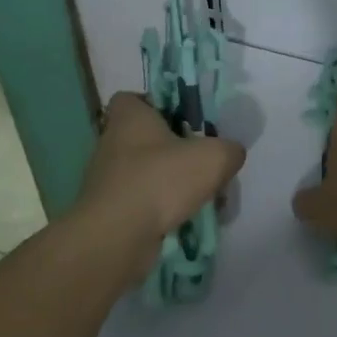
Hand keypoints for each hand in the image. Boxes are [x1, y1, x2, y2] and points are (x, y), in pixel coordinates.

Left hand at [76, 92, 245, 238]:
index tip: (184, 120)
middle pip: (145, 138)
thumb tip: (230, 154)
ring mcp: (107, 180)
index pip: (134, 99)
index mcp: (129, 118)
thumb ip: (229, 150)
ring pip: (145, 172)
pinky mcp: (109, 211)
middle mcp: (111, 143)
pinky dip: (160, 209)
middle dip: (173, 149)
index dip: (158, 105)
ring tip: (200, 196)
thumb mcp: (214, 157)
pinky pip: (141, 202)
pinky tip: (185, 219)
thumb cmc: (161, 181)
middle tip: (202, 161)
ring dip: (169, 182)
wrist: (117, 237)